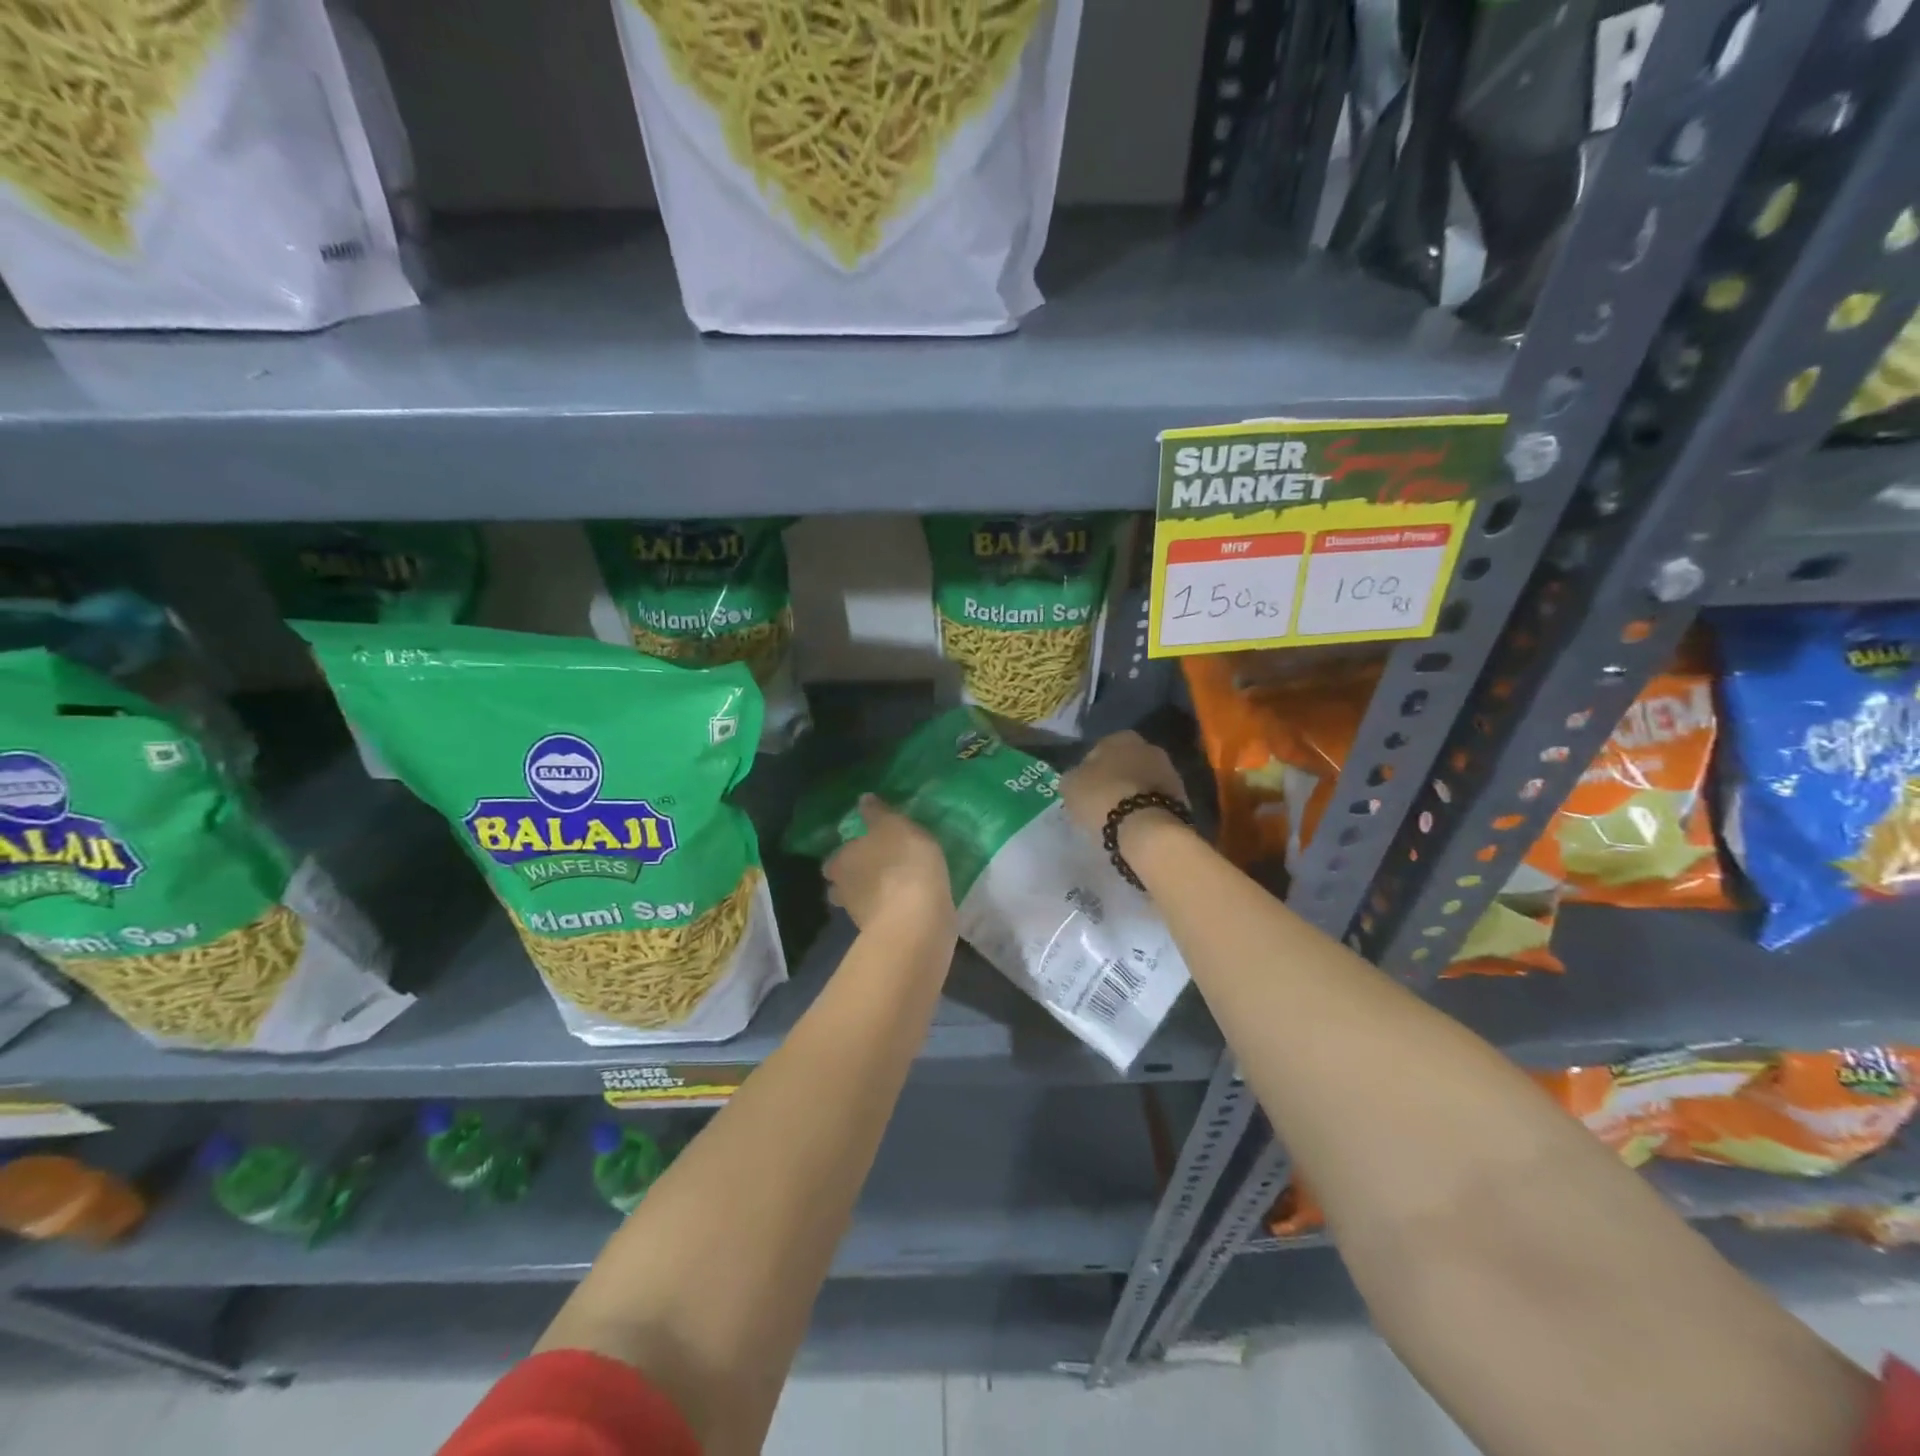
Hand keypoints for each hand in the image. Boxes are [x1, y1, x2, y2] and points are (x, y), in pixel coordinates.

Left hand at [823, 796, 954, 933]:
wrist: (917, 918)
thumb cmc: (902, 862)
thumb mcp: (894, 825)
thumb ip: (878, 813)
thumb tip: (862, 799)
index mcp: (841, 861)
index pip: (834, 860)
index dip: (846, 856)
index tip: (862, 851)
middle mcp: (842, 891)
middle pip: (842, 886)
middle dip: (854, 880)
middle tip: (877, 871)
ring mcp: (860, 918)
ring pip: (861, 904)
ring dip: (873, 898)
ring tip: (896, 889)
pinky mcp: (882, 936)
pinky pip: (883, 919)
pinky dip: (891, 912)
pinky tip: (908, 905)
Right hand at [1061, 731, 1188, 839]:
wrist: (1147, 827)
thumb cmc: (1102, 797)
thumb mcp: (1070, 785)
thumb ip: (1073, 776)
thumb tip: (1077, 777)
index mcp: (1121, 737)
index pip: (1099, 749)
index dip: (1088, 770)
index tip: (1083, 790)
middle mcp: (1149, 747)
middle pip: (1124, 764)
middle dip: (1114, 779)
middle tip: (1100, 802)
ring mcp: (1170, 772)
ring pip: (1142, 781)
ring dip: (1132, 793)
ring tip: (1118, 816)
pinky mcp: (1182, 797)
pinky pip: (1154, 800)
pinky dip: (1145, 808)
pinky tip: (1135, 824)